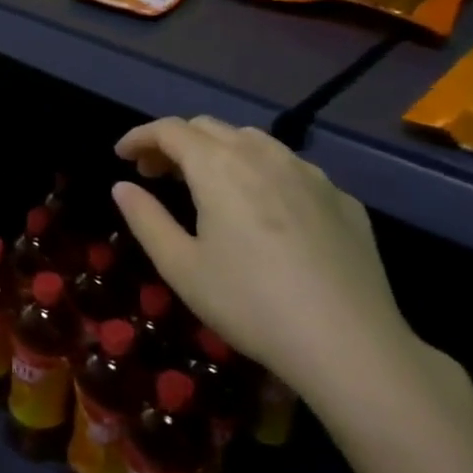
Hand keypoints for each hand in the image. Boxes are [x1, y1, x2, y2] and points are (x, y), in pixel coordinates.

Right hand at [111, 116, 419, 403]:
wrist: (351, 345)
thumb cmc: (250, 304)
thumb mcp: (181, 267)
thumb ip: (146, 219)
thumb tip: (122, 187)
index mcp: (218, 167)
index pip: (170, 130)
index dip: (140, 136)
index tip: (121, 155)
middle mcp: (264, 156)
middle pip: (209, 127)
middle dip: (175, 142)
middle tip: (155, 173)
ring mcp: (309, 174)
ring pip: (253, 141)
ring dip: (219, 150)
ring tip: (206, 184)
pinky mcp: (341, 198)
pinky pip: (290, 168)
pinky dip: (260, 172)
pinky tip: (262, 208)